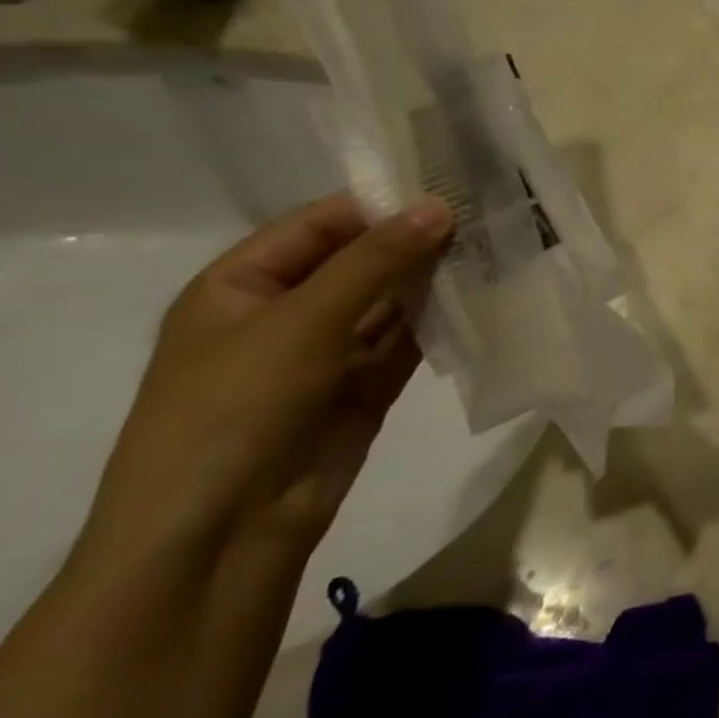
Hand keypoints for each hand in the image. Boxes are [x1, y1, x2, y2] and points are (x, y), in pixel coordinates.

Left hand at [82, 195, 453, 564]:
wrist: (223, 531)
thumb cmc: (235, 408)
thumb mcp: (301, 321)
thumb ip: (375, 262)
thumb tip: (439, 206)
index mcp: (243, 285)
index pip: (320, 225)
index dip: (380, 204)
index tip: (449, 186)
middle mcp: (286, 313)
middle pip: (361, 262)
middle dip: (417, 241)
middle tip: (486, 214)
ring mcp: (328, 352)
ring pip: (391, 302)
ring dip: (435, 280)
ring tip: (496, 249)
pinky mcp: (366, 387)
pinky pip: (408, 342)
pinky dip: (441, 322)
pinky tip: (483, 297)